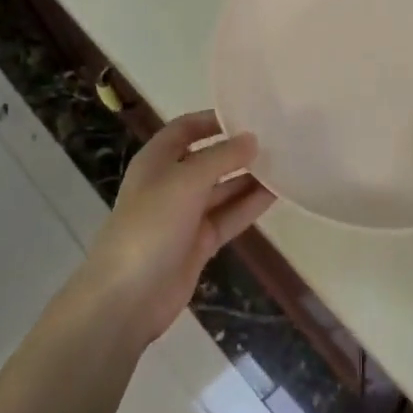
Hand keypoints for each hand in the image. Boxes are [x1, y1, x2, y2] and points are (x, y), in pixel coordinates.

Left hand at [81, 111, 274, 344]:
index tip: (248, 113)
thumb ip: (221, 158)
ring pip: (222, 189)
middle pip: (207, 159)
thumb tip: (253, 139)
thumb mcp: (185, 182)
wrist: (127, 298)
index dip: (212, 120)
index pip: (185, 129)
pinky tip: (277, 194)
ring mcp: (185, 216)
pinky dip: (249, 206)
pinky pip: (229, 217)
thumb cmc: (150, 226)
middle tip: (276, 139)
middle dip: (237, 150)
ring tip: (285, 164)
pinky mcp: (199, 244)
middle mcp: (170, 184)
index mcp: (156, 161)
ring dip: (249, 178)